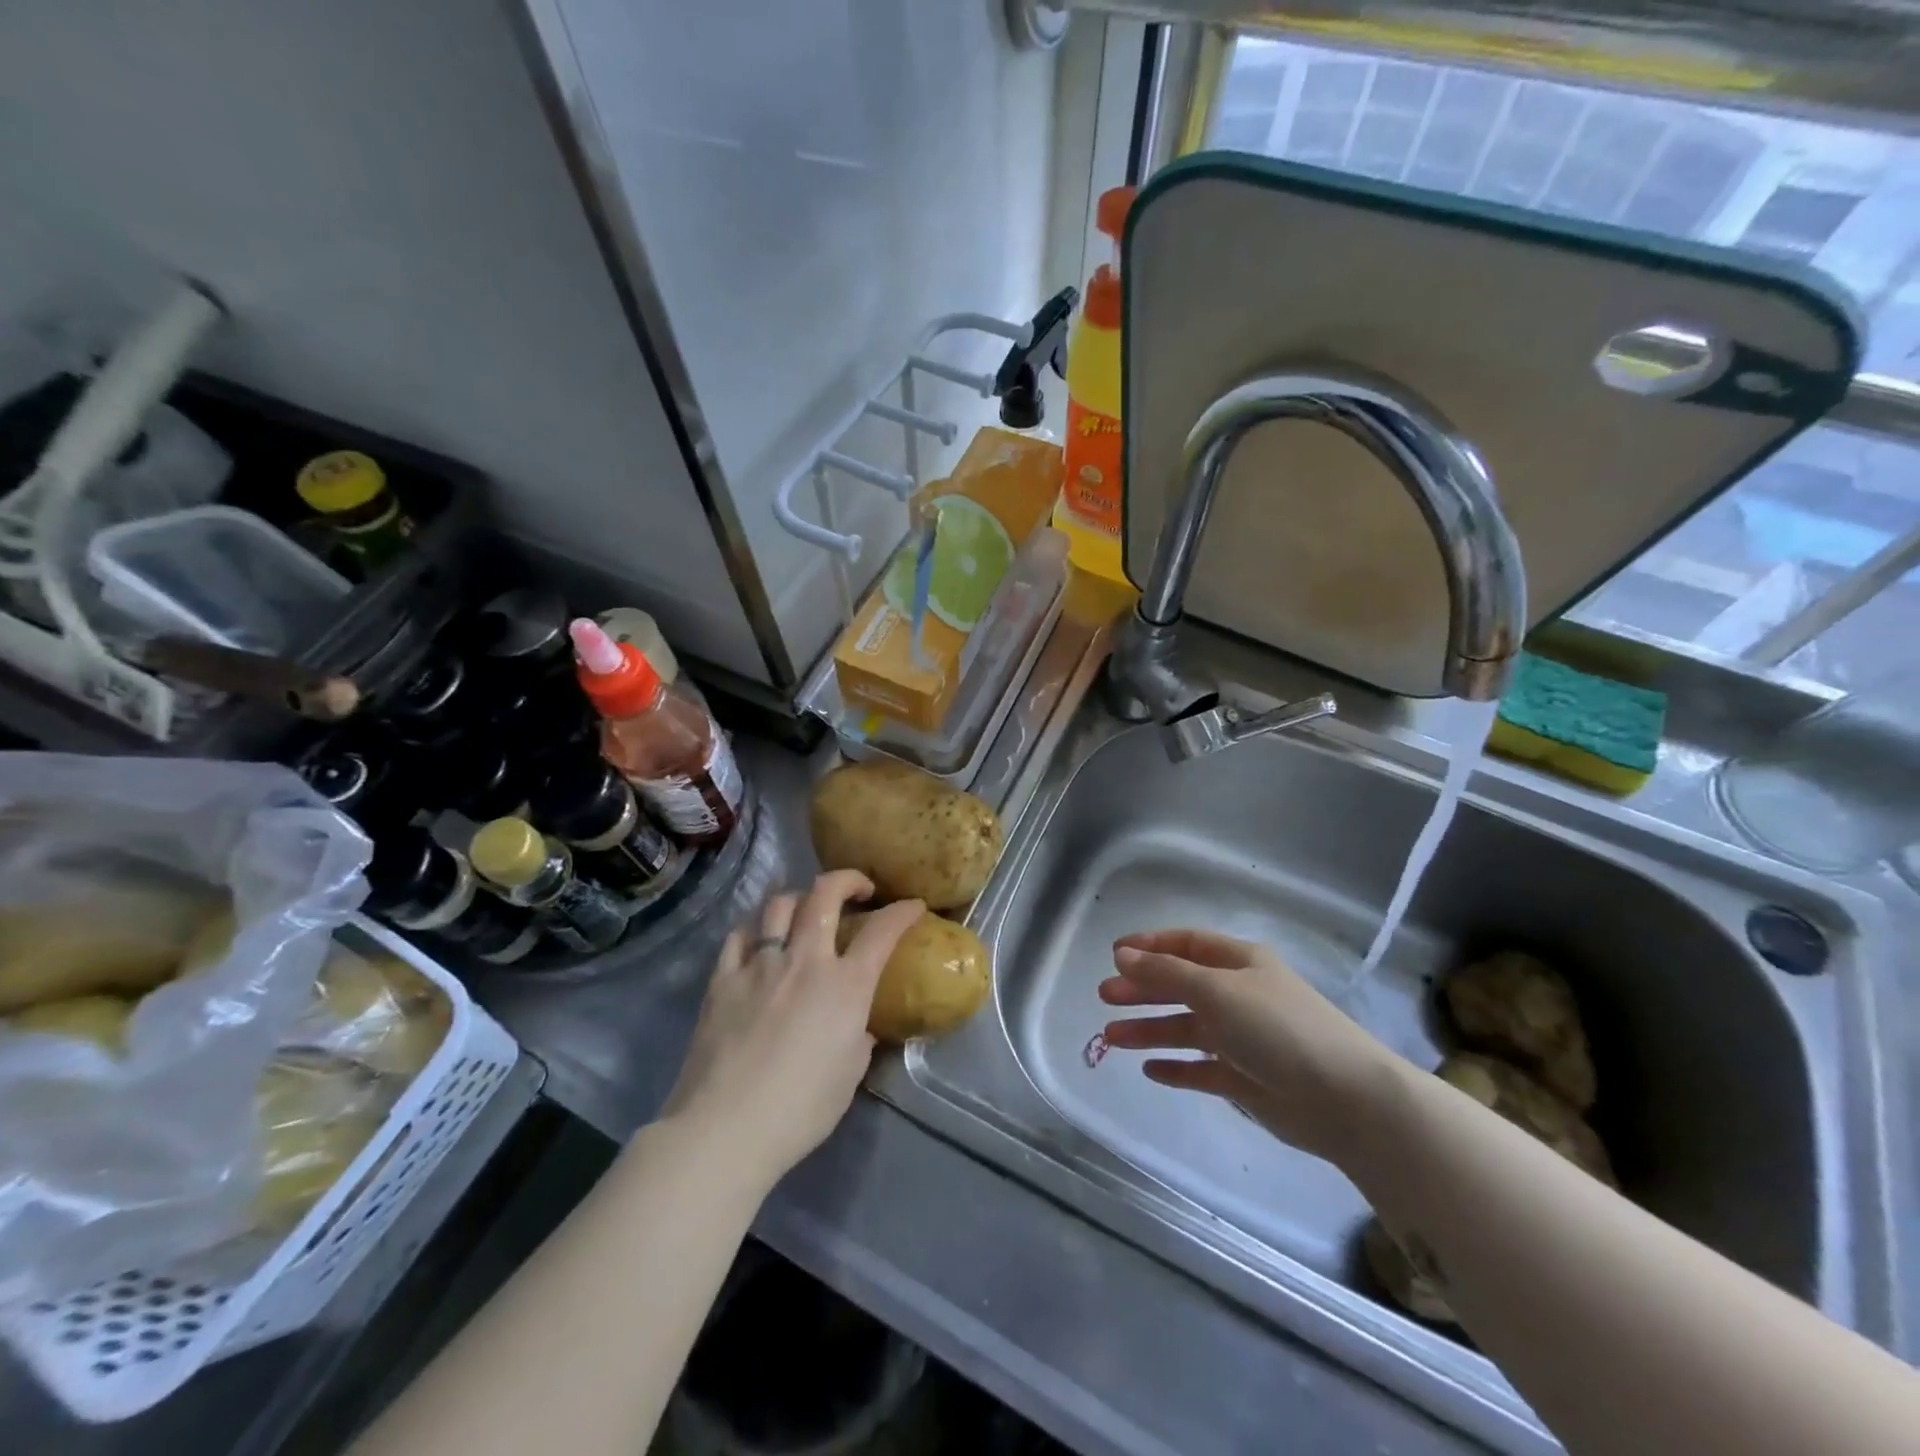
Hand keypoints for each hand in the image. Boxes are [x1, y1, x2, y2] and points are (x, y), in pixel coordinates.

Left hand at [662, 871, 923, 1188]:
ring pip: (779, 904)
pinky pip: (739, 935)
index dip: (902, 911)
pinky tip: (759, 939)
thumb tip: (856, 1024)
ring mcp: (760, 965)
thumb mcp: (849, 1074)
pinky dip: (755, 928)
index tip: (912, 905)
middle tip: (858, 890)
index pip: (883, 931)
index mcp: (845, 985)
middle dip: (847, 880)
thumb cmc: (801, 1110)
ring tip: (805, 910)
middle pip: (825, 894)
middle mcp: (805, 961)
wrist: (726, 1129)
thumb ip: (858, 1036)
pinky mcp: (722, 979)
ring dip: (800, 899)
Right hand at [1099, 928, 1403, 1163]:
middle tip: (1104, 997)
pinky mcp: (1246, 1079)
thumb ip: (1166, 973)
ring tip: (1109, 1039)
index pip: (1187, 944)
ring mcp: (1243, 1038)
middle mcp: (1239, 994)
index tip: (1114, 954)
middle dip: (1142, 989)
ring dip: (1149, 1030)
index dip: (1151, 946)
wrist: (1346, 1099)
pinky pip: (1201, 1069)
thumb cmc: (1277, 1028)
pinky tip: (1149, 1070)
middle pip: (1181, 985)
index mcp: (1239, 963)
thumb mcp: (1216, 990)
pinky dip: (1176, 1067)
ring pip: (1186, 1028)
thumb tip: (1122, 955)